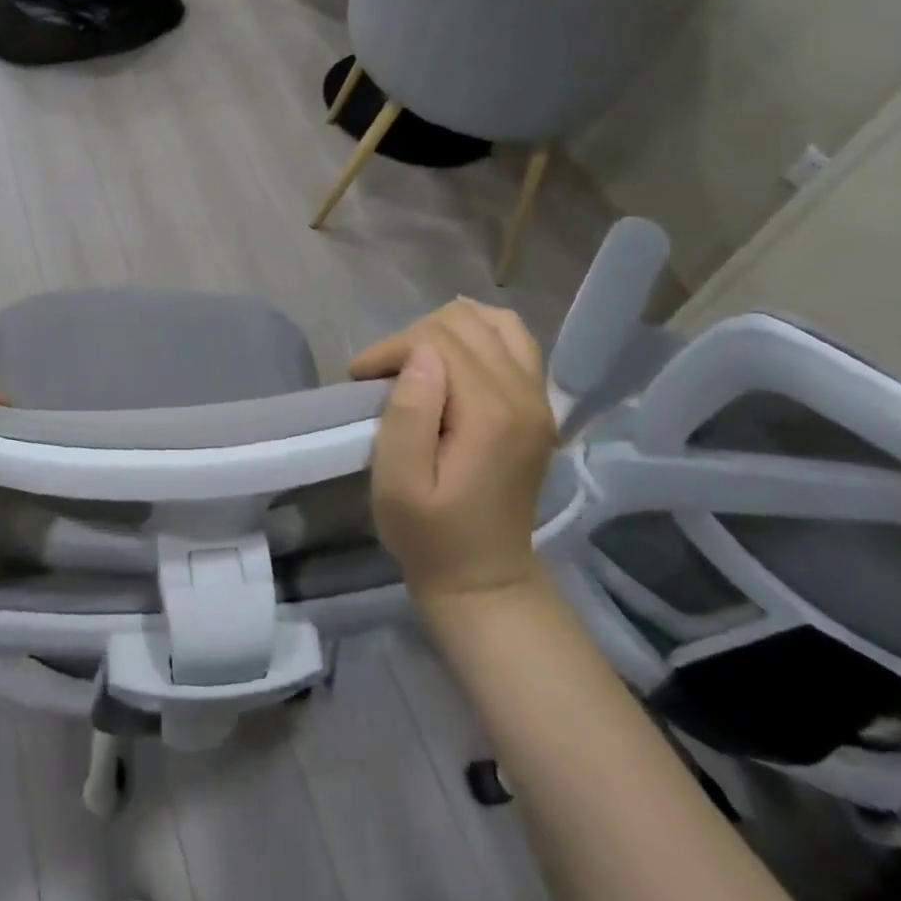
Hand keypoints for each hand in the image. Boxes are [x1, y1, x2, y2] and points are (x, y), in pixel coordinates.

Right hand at [355, 299, 555, 602]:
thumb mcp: (398, 483)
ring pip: (494, 321)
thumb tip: (421, 354)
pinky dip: (479, 334)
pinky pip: (515, 341)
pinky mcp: (539, 405)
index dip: (391, 347)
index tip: (360, 378)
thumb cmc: (429, 534)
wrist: (484, 578)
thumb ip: (409, 413)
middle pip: (464, 323)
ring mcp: (539, 399)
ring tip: (416, 361)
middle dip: (414, 336)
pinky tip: (452, 358)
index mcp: (492, 414)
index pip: (436, 339)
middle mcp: (525, 396)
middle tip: (384, 374)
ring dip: (447, 329)